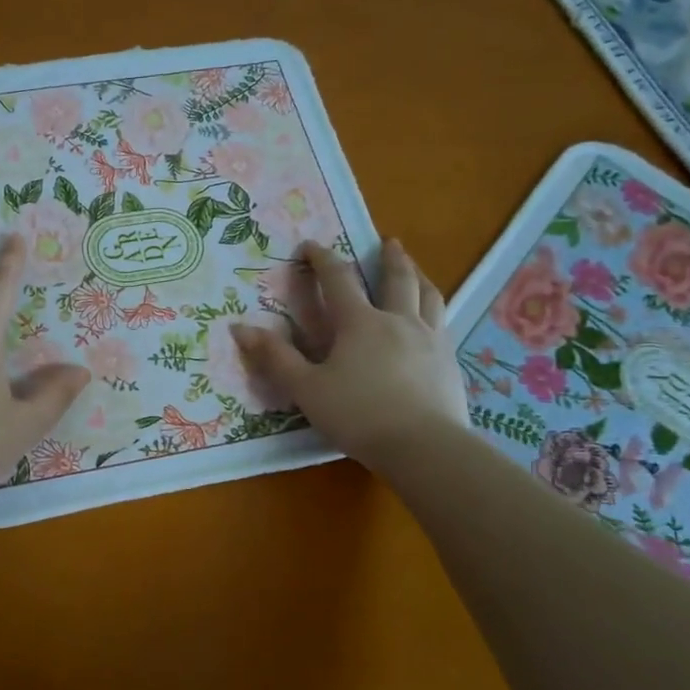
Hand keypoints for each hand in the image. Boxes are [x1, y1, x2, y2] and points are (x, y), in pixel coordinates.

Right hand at [233, 238, 467, 464]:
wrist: (424, 447)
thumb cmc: (358, 415)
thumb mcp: (306, 388)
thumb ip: (276, 357)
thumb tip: (240, 328)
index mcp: (360, 323)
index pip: (339, 279)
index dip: (322, 259)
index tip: (310, 246)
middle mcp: (399, 321)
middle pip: (397, 279)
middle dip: (389, 257)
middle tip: (387, 242)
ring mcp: (431, 340)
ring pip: (429, 297)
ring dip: (420, 277)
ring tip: (416, 271)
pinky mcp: (449, 363)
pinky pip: (443, 325)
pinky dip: (434, 312)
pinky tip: (432, 323)